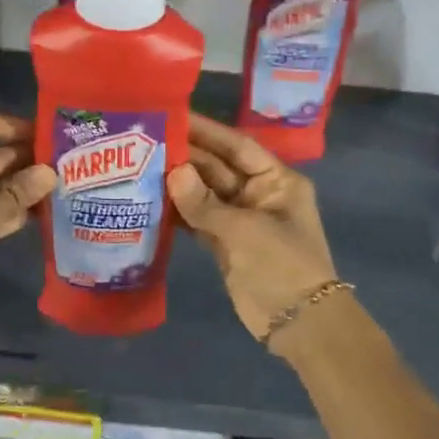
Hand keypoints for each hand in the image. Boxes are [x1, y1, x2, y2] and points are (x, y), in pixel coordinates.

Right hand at [167, 115, 337, 345]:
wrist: (298, 322)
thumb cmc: (282, 265)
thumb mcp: (245, 230)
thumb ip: (205, 203)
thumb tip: (172, 172)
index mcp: (277, 180)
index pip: (238, 146)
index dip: (207, 131)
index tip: (174, 116)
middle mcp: (259, 194)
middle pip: (218, 168)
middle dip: (186, 157)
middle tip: (145, 142)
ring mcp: (241, 220)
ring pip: (205, 194)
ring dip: (178, 185)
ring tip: (140, 167)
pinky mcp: (226, 244)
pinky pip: (199, 220)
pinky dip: (179, 213)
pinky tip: (151, 202)